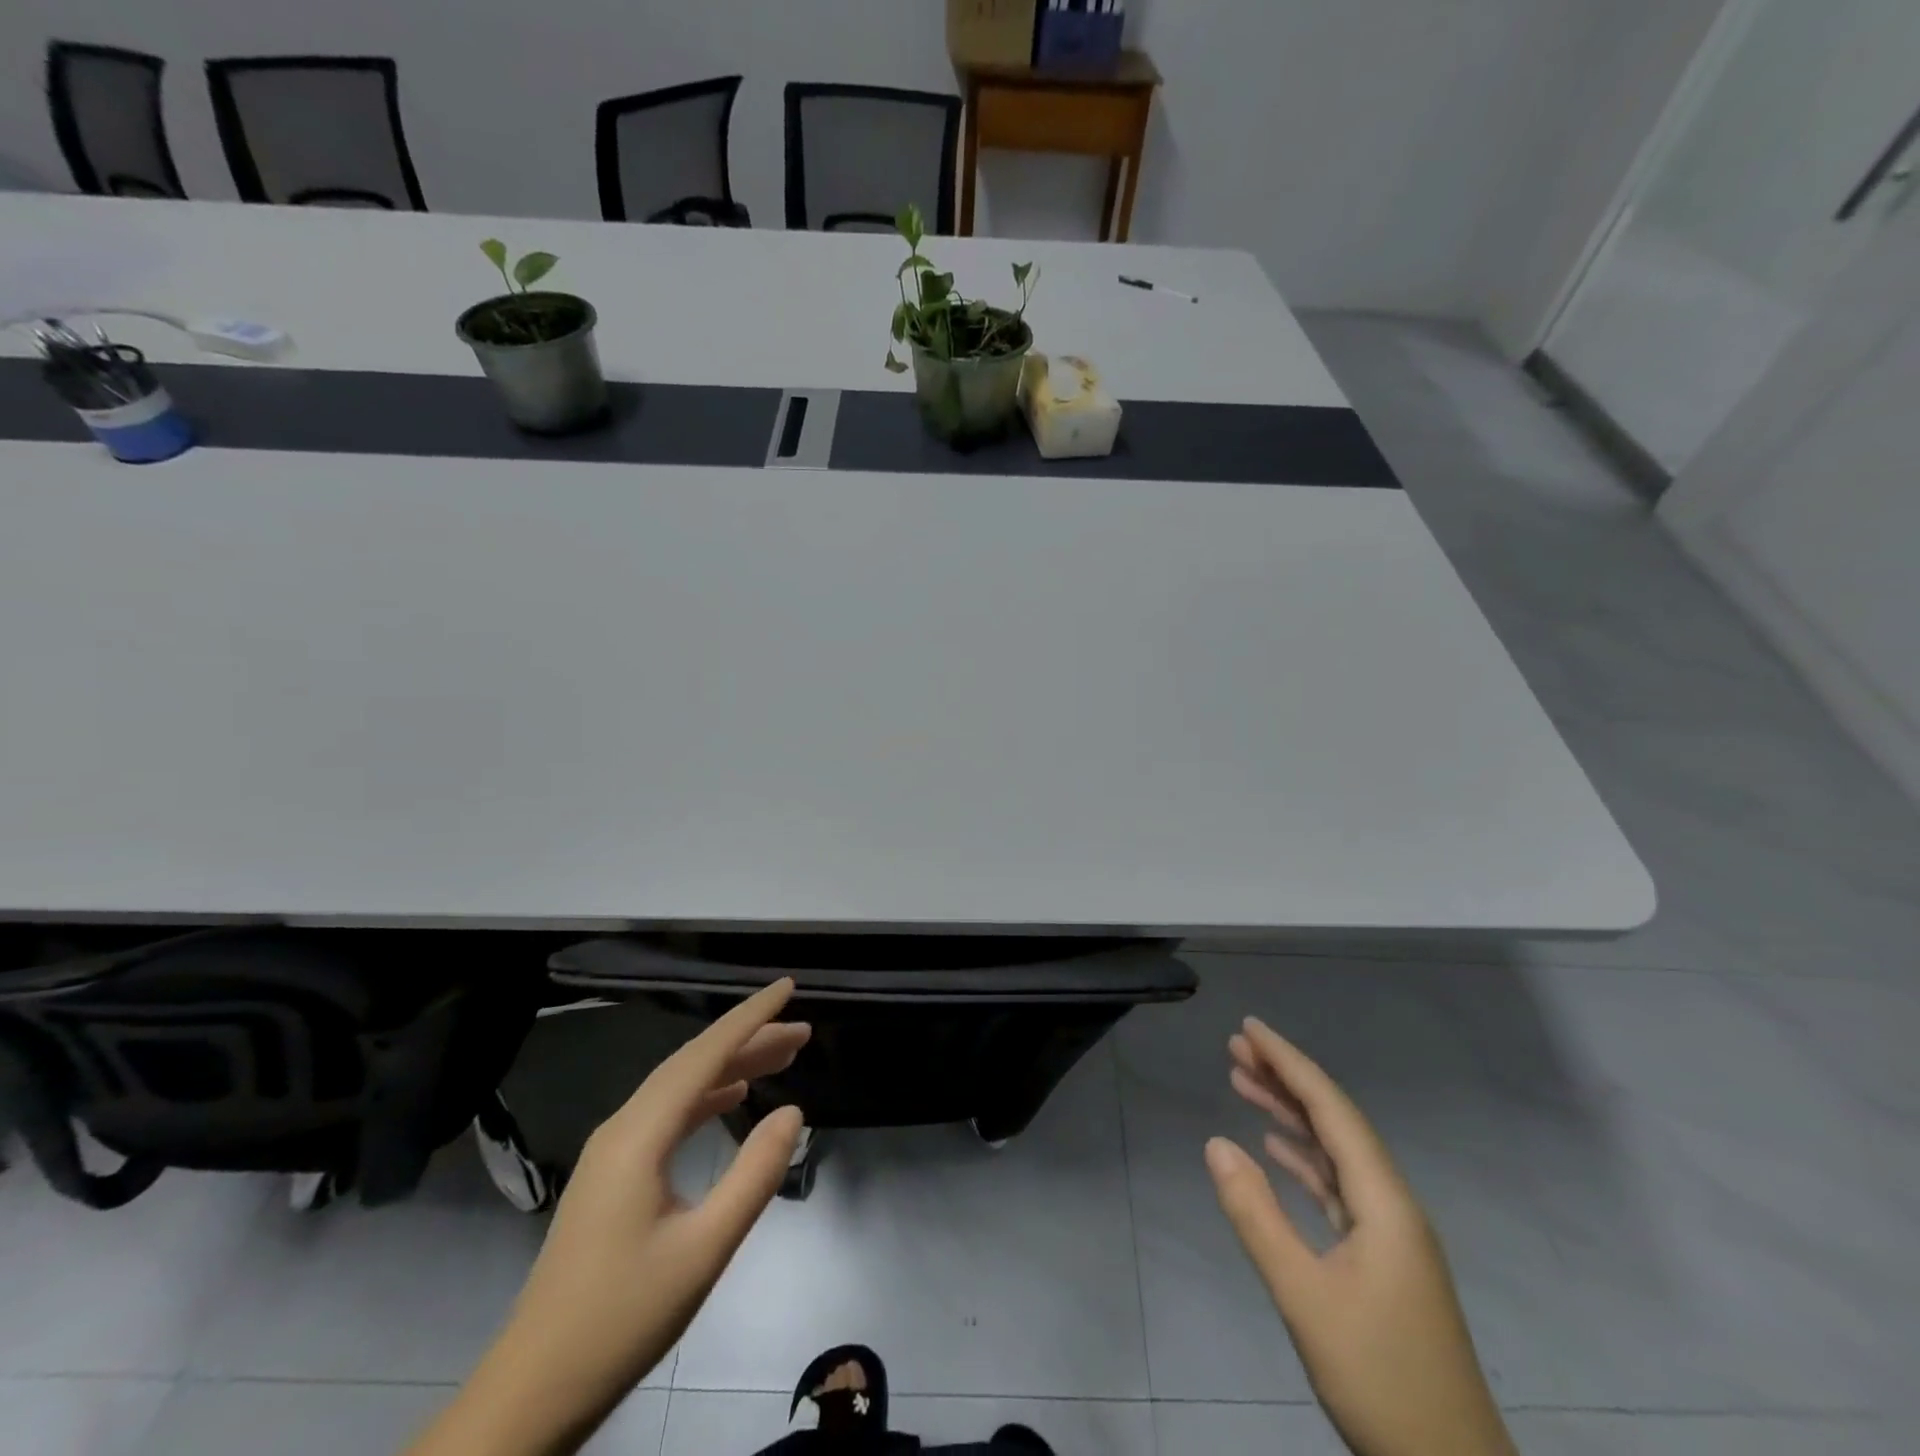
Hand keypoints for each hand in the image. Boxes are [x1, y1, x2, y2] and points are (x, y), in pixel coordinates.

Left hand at [409, 980, 810, 1455]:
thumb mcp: (704, 1250)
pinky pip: (668, 1115)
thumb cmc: (622, 1319)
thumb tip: (793, 1112)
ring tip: (781, 1059)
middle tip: (802, 1034)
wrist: (533, 1392)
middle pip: (693, 1065)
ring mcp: (613, 1151)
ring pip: (681, 1088)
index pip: (704, 1055)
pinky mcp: (613, 1175)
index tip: (787, 987)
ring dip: (731, 1068)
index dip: (750, 1017)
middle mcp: (623, 1128)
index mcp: (639, 1135)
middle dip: (749, 1041)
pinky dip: (707, 1097)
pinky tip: (732, 1098)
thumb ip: (754, 1175)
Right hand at [1205, 1017, 1515, 1455]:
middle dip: (1285, 1080)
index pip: (1331, 1110)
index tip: (1250, 1028)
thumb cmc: (1378, 1378)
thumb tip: (1216, 1143)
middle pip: (1334, 1122)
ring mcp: (1390, 1234)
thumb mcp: (1304, 1297)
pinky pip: (1337, 1187)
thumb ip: (1257, 1216)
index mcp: (1384, 1203)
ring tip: (1242, 1082)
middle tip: (1235, 1047)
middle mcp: (1391, 1205)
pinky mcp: (1382, 1260)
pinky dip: (1303, 1159)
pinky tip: (1274, 1149)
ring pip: (1334, 1153)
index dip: (1290, 1063)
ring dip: (1290, 1116)